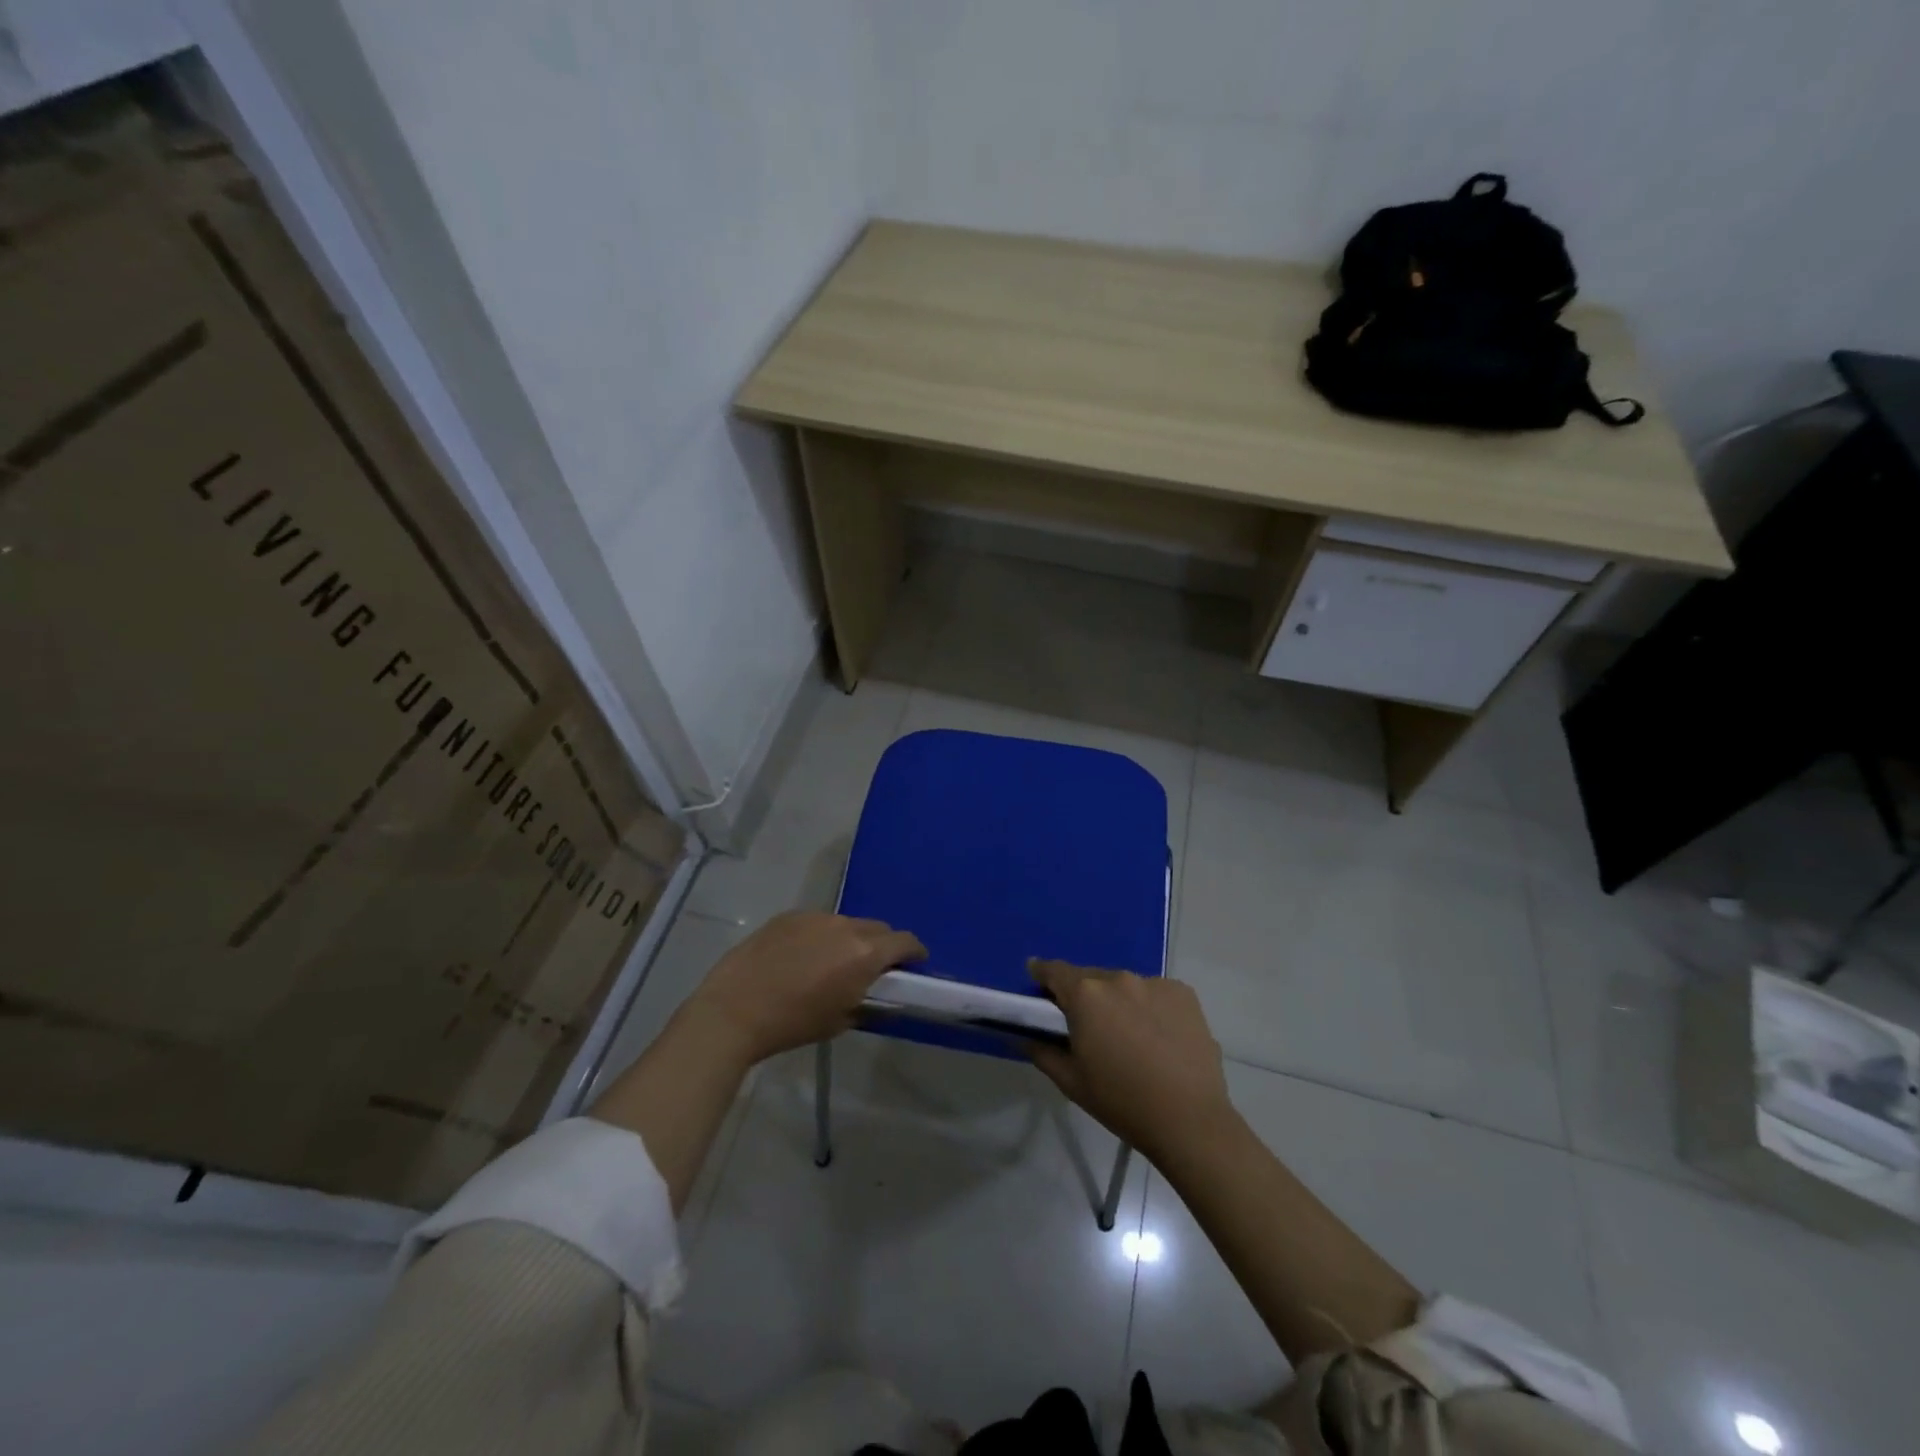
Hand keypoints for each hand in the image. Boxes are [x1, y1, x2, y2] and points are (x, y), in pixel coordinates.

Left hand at [685, 911, 926, 1064]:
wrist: (735, 1009)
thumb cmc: (793, 1023)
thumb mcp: (840, 1020)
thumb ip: (864, 999)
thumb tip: (872, 991)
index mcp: (865, 953)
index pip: (905, 941)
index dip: (914, 952)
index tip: (913, 964)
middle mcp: (846, 926)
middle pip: (878, 928)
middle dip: (882, 945)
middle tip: (872, 968)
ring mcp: (815, 917)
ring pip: (846, 923)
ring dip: (849, 939)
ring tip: (831, 962)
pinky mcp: (789, 915)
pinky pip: (817, 923)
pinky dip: (820, 936)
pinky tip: (801, 957)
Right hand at [1027, 959, 1235, 1159]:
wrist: (1189, 1119)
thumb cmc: (1121, 1101)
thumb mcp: (1071, 1082)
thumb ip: (1042, 1052)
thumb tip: (1024, 1036)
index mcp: (1086, 995)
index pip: (1054, 971)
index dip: (1042, 974)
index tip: (1038, 981)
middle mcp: (1118, 978)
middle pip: (1091, 978)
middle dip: (1084, 995)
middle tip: (1088, 1025)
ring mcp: (1154, 983)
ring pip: (1125, 986)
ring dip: (1119, 1001)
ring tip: (1129, 1035)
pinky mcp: (1183, 993)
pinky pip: (1156, 993)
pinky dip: (1150, 1007)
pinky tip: (1159, 1036)